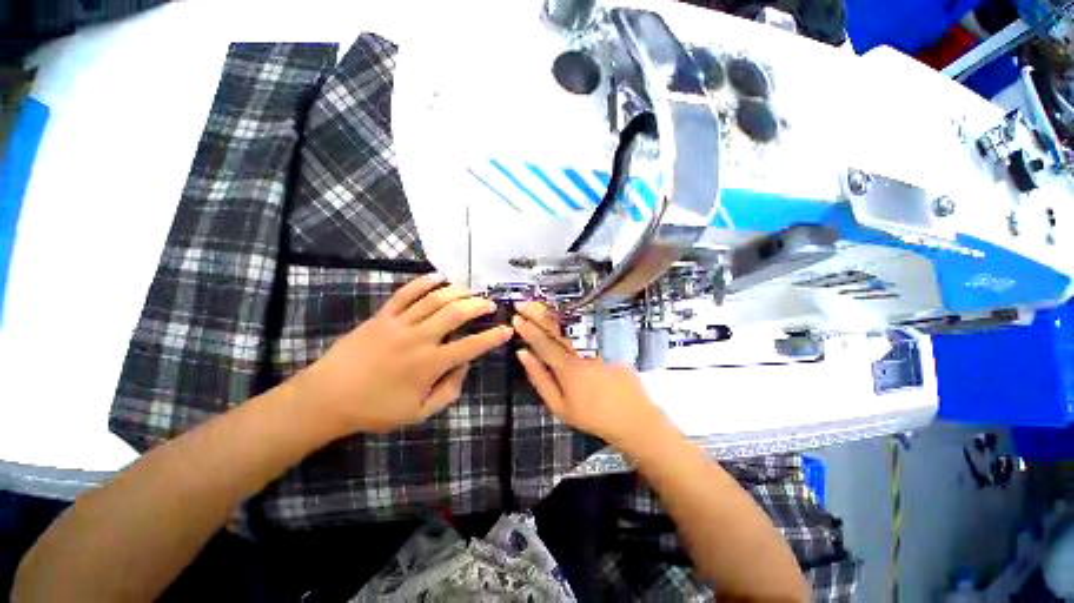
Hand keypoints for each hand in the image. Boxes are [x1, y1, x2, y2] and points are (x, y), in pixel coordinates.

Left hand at [296, 274, 513, 434]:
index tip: (507, 330)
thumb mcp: (418, 412)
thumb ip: (448, 391)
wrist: (327, 397)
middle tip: (490, 304)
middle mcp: (419, 339)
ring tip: (471, 290)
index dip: (492, 337)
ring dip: (457, 292)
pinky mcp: (382, 316)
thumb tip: (465, 366)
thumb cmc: (375, 409)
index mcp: (429, 364)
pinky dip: (424, 282)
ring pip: (435, 300)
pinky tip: (439, 277)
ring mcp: (399, 324)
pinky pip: (406, 293)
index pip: (470, 346)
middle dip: (478, 306)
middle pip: (455, 314)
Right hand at [512, 302, 671, 447]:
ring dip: (553, 315)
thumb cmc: (592, 416)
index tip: (516, 316)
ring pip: (571, 327)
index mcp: (567, 368)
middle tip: (523, 304)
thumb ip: (540, 378)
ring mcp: (598, 346)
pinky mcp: (611, 344)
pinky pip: (586, 331)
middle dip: (537, 314)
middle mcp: (581, 352)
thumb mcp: (559, 406)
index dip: (528, 329)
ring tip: (539, 306)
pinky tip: (564, 315)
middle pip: (556, 329)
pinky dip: (573, 322)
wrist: (633, 418)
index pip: (542, 343)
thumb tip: (523, 354)